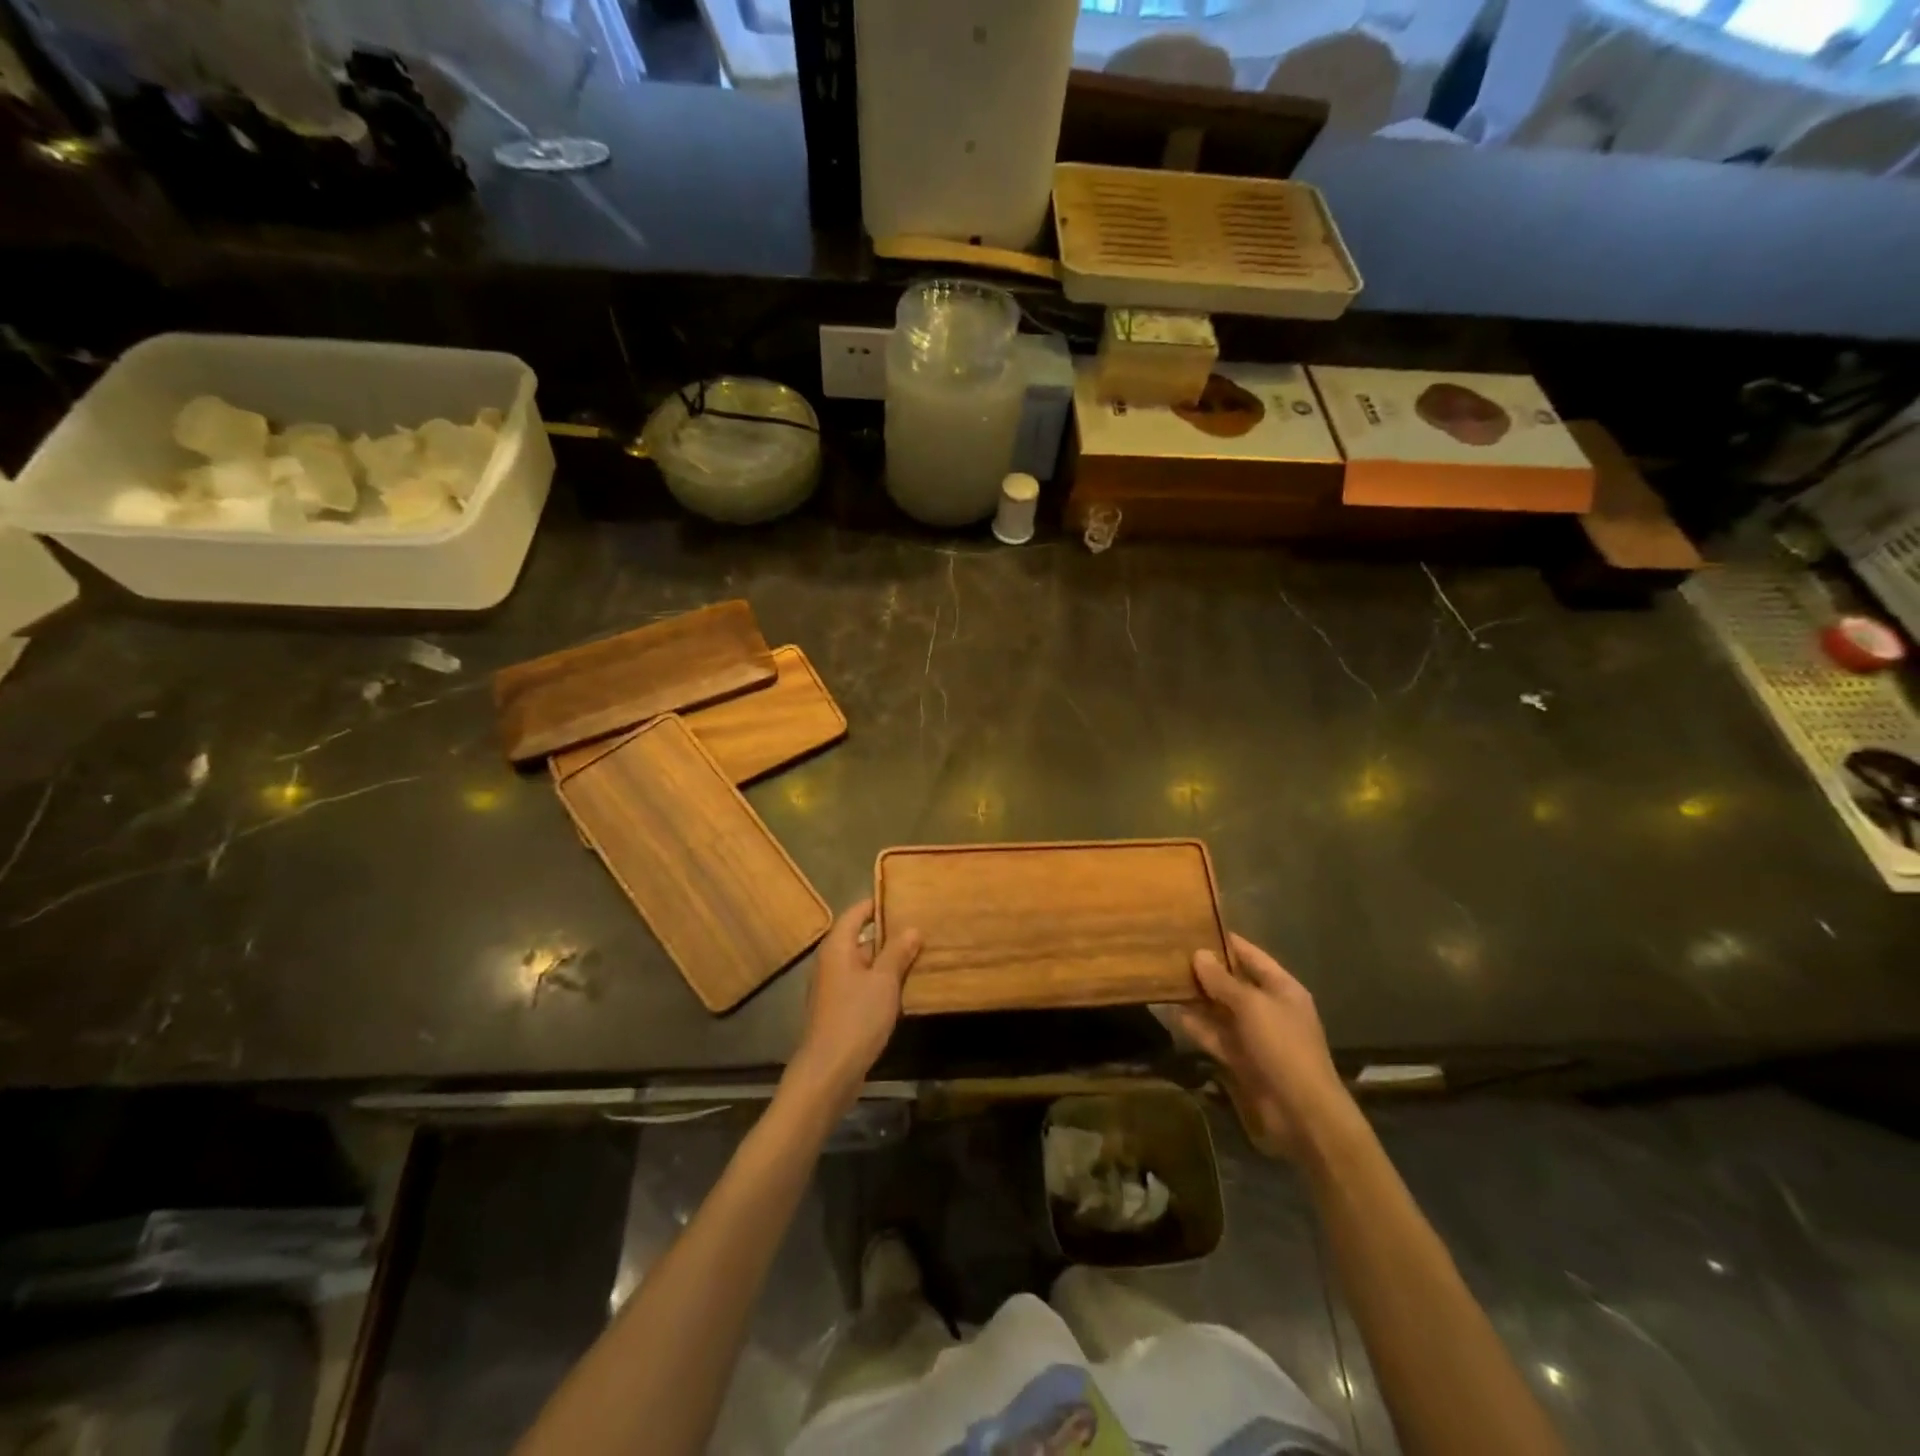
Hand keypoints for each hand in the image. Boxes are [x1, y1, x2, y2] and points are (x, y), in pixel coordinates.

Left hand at [790, 898, 922, 1106]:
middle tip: (919, 926)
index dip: (877, 903)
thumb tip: (912, 928)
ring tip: (918, 953)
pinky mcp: (838, 1008)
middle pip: (859, 937)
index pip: (856, 912)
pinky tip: (903, 986)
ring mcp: (833, 987)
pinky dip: (880, 980)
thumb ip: (897, 952)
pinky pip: (862, 983)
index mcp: (837, 947)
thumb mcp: (884, 981)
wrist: (829, 1071)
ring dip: (886, 959)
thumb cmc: (856, 1018)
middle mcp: (831, 961)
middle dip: (888, 932)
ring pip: (863, 963)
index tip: (903, 898)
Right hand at [1171, 934, 1358, 1162]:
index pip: (1251, 956)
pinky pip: (1215, 1036)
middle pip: (1233, 983)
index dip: (1226, 942)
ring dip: (1196, 999)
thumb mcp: (1251, 1006)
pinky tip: (1171, 1014)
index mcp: (1282, 988)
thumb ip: (1223, 981)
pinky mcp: (1241, 1059)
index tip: (1196, 928)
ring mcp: (1255, 1035)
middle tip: (1170, 954)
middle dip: (1205, 971)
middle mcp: (1269, 1008)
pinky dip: (1196, 1026)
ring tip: (1164, 980)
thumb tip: (1199, 954)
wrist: (1302, 1111)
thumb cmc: (1283, 1046)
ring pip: (1220, 1010)